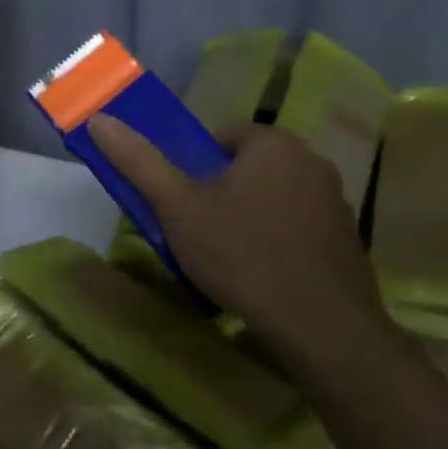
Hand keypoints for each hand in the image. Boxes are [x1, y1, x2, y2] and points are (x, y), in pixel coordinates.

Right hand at [87, 116, 382, 362]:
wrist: (323, 329)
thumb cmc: (242, 255)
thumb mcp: (178, 207)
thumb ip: (139, 161)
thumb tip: (99, 119)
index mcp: (273, 142)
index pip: (220, 137)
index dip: (193, 168)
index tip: (183, 204)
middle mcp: (311, 160)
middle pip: (247, 167)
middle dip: (222, 193)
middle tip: (199, 231)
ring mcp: (336, 200)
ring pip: (274, 197)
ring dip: (250, 217)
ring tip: (229, 258)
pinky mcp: (348, 239)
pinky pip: (299, 227)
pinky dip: (279, 241)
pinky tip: (264, 276)